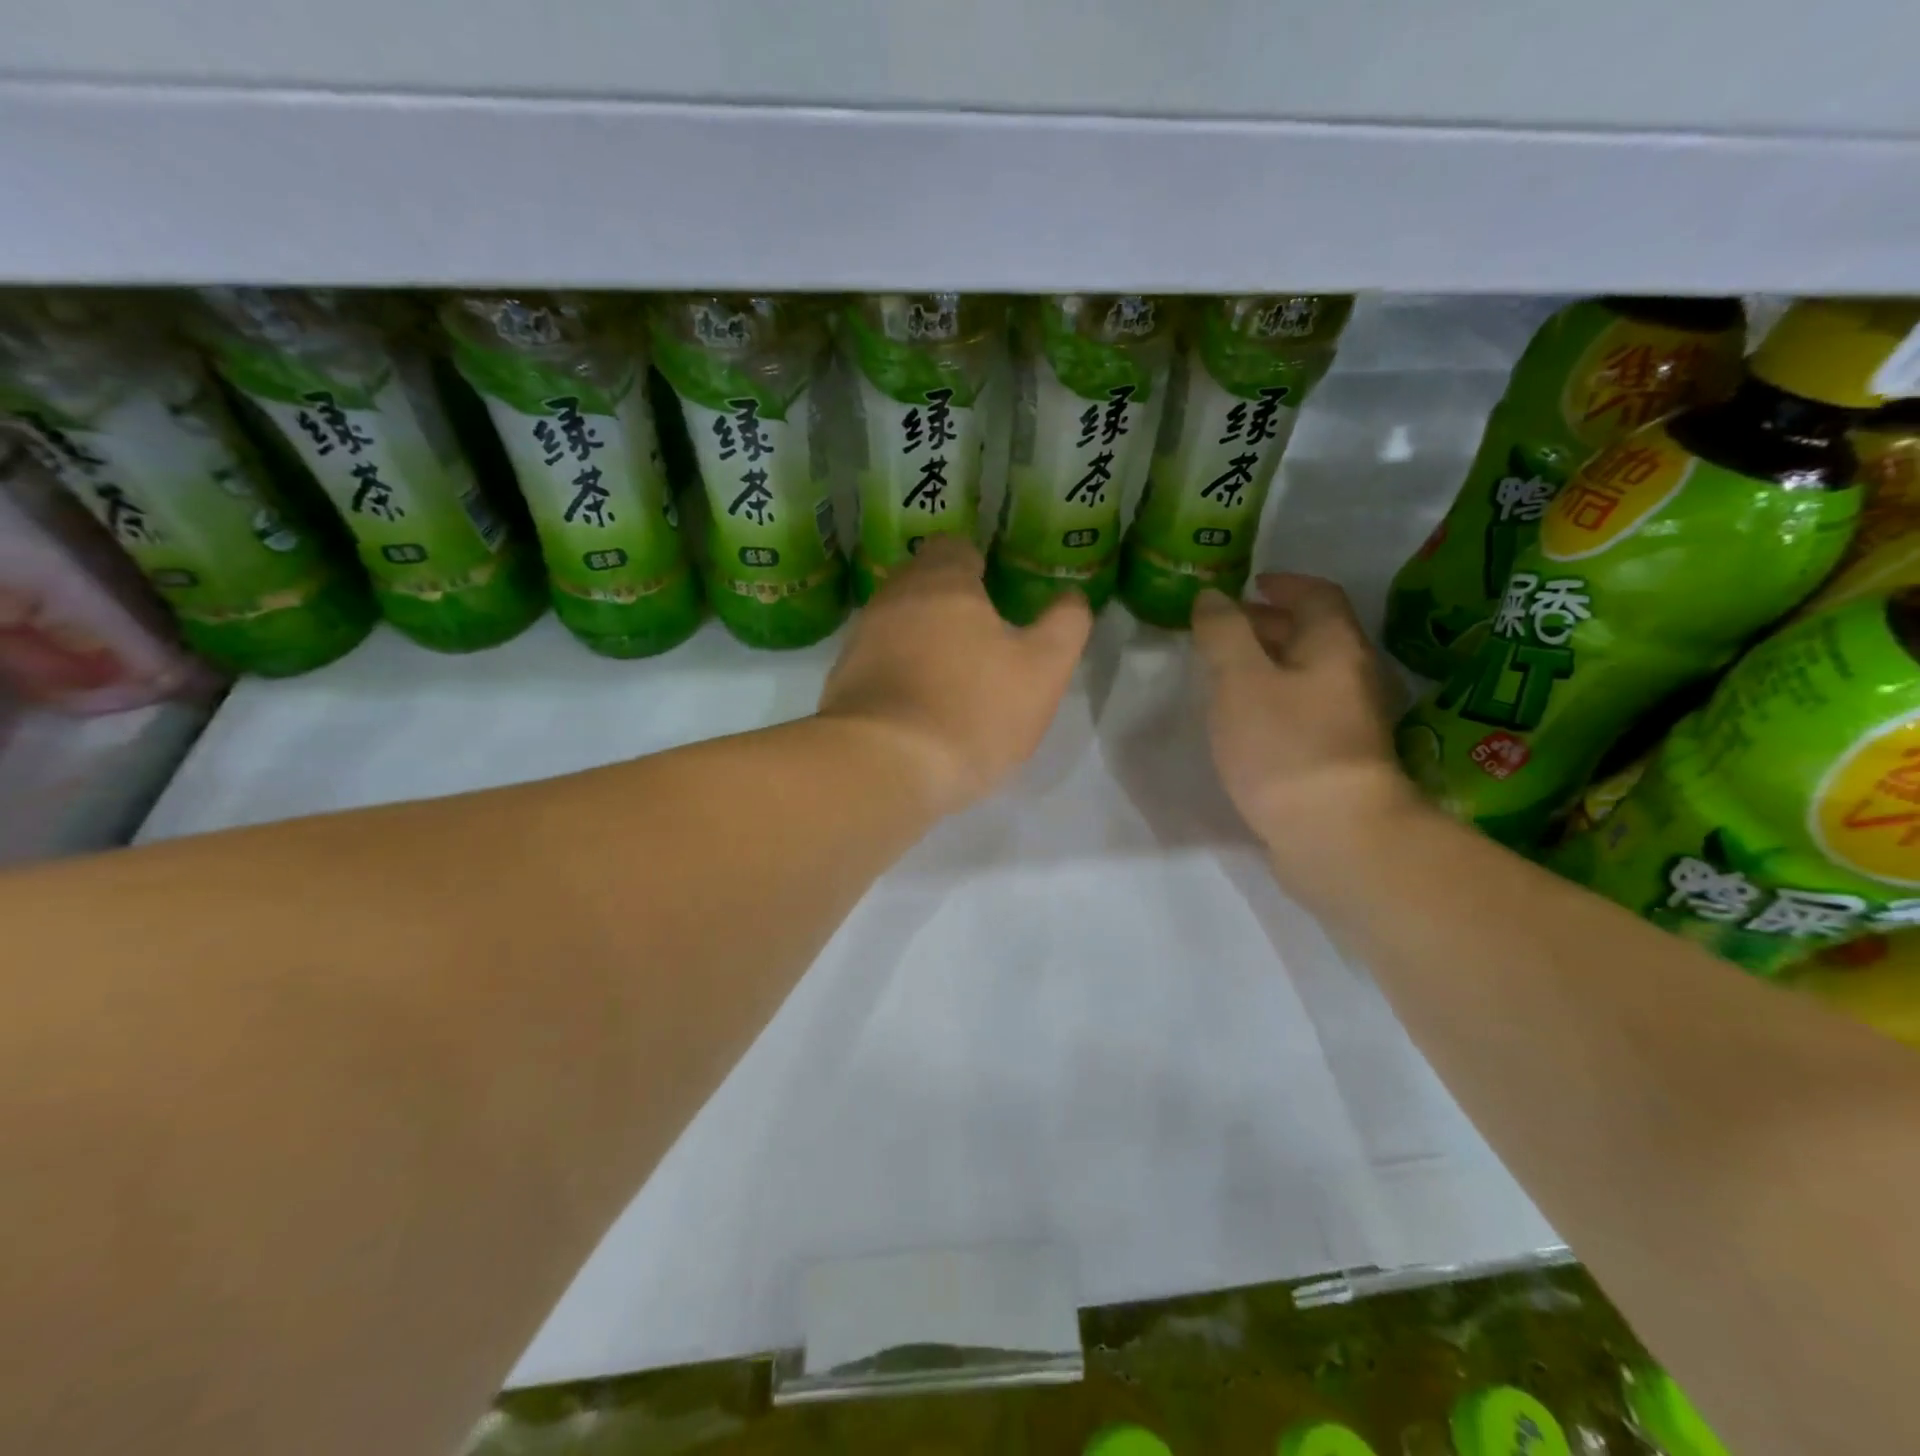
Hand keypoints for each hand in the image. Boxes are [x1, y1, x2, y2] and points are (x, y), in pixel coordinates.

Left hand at [817, 535, 1091, 815]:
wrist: (884, 766)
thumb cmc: (974, 709)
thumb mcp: (1044, 669)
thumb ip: (1065, 625)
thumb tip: (1071, 597)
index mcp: (942, 580)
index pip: (957, 548)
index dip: (981, 568)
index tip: (999, 598)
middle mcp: (894, 597)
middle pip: (924, 583)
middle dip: (952, 603)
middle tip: (984, 640)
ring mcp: (860, 638)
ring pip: (899, 623)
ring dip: (924, 640)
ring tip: (953, 677)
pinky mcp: (842, 679)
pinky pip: (879, 662)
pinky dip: (900, 673)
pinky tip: (920, 706)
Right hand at [1191, 575, 1416, 870]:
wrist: (1335, 836)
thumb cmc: (1284, 746)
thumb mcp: (1239, 680)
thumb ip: (1223, 633)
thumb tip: (1212, 596)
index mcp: (1335, 646)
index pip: (1317, 595)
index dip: (1283, 584)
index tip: (1250, 585)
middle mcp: (1353, 676)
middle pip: (1314, 635)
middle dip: (1269, 625)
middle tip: (1224, 630)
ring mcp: (1352, 721)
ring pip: (1309, 676)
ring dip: (1270, 665)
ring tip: (1226, 674)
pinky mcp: (1341, 758)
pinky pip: (1306, 711)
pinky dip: (1276, 701)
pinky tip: (1248, 721)